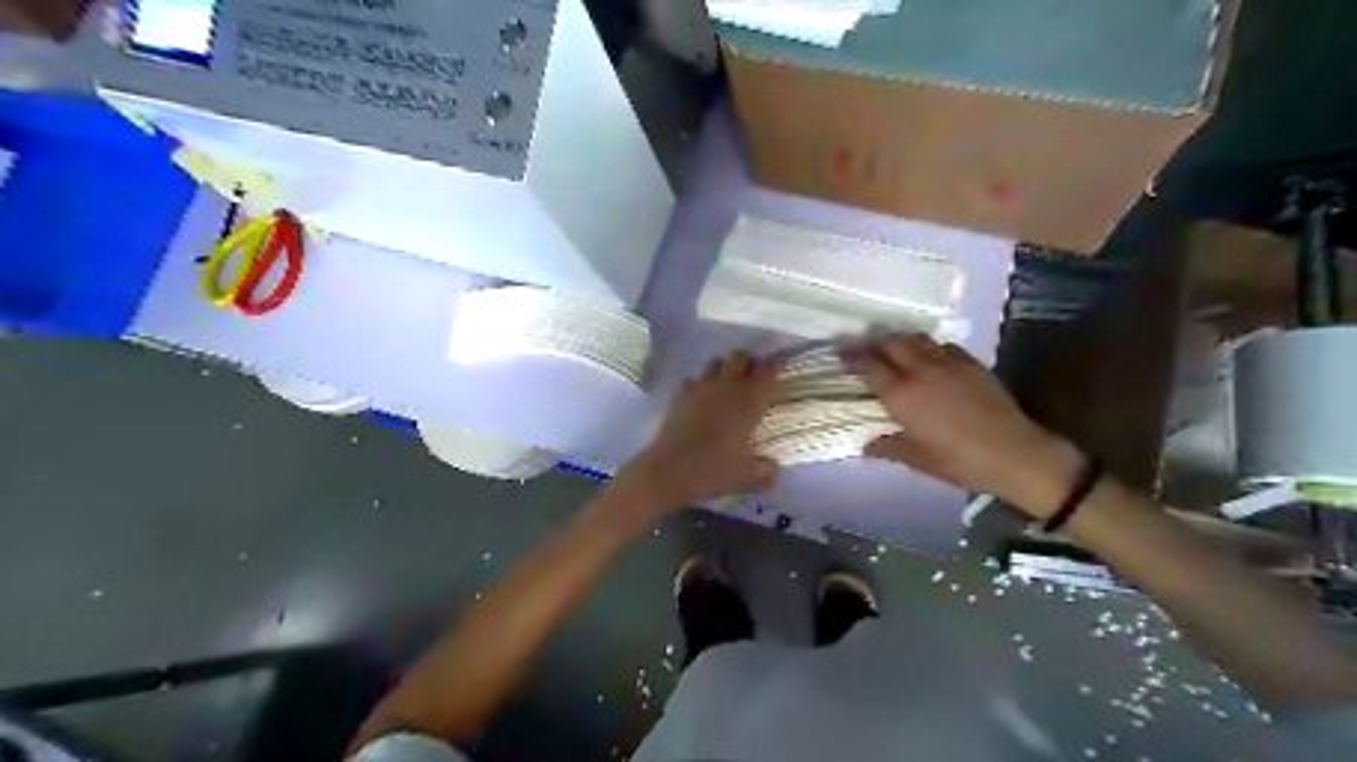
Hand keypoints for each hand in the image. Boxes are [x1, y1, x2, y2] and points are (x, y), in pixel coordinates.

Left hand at [619, 355, 779, 514]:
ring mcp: (700, 388)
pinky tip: (701, 399)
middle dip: (747, 363)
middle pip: (739, 357)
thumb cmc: (713, 471)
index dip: (773, 367)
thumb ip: (765, 471)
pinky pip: (693, 380)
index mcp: (749, 403)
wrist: (668, 471)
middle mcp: (727, 388)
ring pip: (716, 362)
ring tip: (727, 384)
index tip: (777, 371)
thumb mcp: (746, 477)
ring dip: (724, 369)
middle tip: (752, 378)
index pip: (767, 372)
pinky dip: (699, 384)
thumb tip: (774, 468)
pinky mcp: (680, 395)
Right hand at [844, 332, 1083, 517]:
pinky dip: (927, 347)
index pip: (869, 365)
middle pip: (890, 343)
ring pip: (916, 339)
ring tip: (892, 347)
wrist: (1014, 453)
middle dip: (873, 342)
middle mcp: (920, 371)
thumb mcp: (918, 460)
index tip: (840, 351)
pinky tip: (929, 358)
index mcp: (901, 395)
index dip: (852, 355)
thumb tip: (867, 446)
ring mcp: (947, 363)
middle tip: (862, 346)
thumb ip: (889, 448)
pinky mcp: (970, 363)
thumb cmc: (959, 462)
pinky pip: (942, 345)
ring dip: (899, 340)